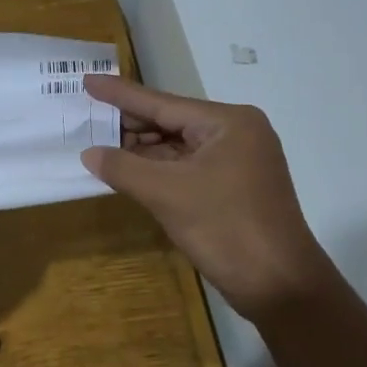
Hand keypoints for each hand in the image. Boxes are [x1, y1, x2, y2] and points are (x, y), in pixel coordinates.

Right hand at [80, 75, 333, 323]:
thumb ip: (123, 168)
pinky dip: (158, 170)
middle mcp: (236, 133)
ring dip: (141, 150)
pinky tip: (128, 170)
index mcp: (227, 123)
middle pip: (171, 122)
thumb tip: (89, 153)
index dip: (120, 94)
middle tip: (86, 120)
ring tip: (99, 145)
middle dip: (130, 125)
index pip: (162, 103)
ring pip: (178, 147)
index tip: (88, 80)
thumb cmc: (226, 229)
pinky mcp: (233, 187)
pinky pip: (187, 168)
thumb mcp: (167, 194)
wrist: (280, 286)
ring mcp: (237, 161)